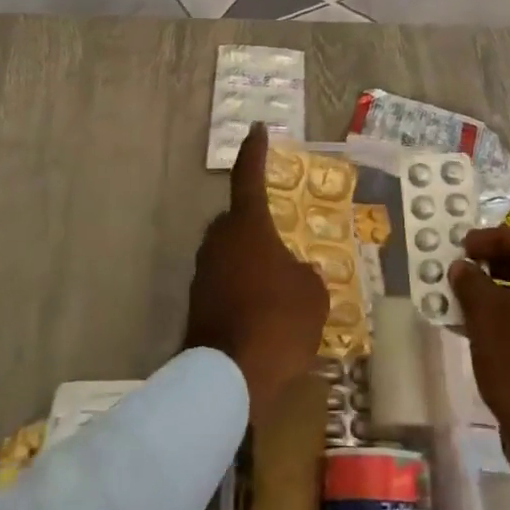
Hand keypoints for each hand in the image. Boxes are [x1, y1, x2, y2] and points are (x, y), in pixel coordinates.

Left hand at [184, 125, 329, 424]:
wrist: (229, 379)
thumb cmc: (278, 322)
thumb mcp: (313, 294)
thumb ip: (304, 274)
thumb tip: (294, 274)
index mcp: (248, 226)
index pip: (249, 176)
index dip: (255, 152)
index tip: (257, 130)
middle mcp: (219, 241)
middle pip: (237, 220)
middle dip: (256, 226)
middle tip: (280, 242)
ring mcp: (203, 273)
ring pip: (229, 254)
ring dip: (248, 262)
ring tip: (275, 287)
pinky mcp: (196, 305)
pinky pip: (223, 284)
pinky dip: (239, 290)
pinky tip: (260, 314)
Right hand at [449, 227, 509, 509]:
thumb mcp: (486, 314)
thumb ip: (471, 282)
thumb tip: (462, 266)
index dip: (491, 239)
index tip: (463, 246)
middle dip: (494, 264)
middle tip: (464, 268)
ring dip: (497, 292)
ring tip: (465, 298)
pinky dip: (508, 316)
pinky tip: (480, 328)